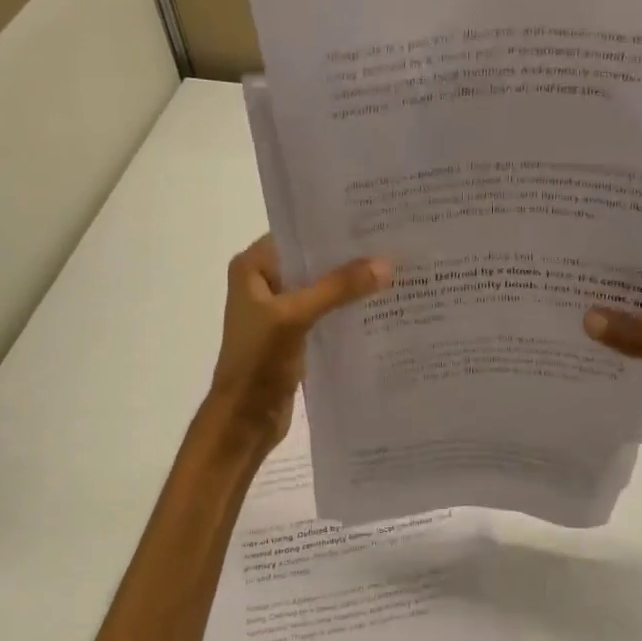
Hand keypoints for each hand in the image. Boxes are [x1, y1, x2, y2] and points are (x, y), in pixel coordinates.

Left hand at [202, 236, 390, 454]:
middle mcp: (265, 283)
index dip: (333, 228)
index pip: (298, 234)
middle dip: (350, 257)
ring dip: (352, 286)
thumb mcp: (296, 317)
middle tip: (396, 244)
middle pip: (313, 262)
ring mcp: (281, 311)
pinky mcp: (296, 335)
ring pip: (323, 289)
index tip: (375, 220)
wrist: (244, 420)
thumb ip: (338, 288)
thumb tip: (386, 264)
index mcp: (253, 268)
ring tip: (397, 272)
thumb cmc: (258, 361)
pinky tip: (383, 307)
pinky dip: (349, 311)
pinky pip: (327, 314)